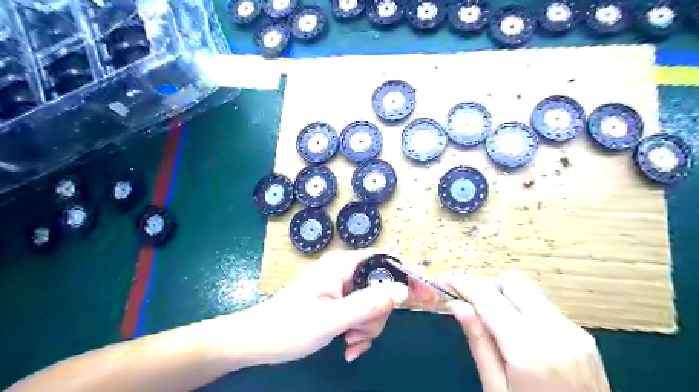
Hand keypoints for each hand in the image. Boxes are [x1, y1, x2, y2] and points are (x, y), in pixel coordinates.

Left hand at [234, 250, 409, 364]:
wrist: (255, 341)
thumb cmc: (288, 328)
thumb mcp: (332, 319)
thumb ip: (368, 304)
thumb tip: (403, 291)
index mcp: (342, 265)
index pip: (385, 261)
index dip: (407, 277)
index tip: (424, 298)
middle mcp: (344, 271)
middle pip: (381, 286)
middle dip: (377, 315)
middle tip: (359, 334)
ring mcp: (340, 286)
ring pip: (372, 303)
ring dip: (367, 327)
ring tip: (349, 343)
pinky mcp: (337, 300)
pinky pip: (360, 312)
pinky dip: (359, 330)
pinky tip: (348, 347)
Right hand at [448, 270, 612, 391]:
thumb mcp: (496, 388)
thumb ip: (479, 342)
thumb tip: (457, 305)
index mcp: (529, 350)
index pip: (489, 298)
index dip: (465, 285)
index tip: (448, 282)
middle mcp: (555, 332)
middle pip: (512, 282)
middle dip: (487, 286)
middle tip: (471, 303)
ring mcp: (573, 331)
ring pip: (528, 289)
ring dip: (504, 295)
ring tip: (492, 317)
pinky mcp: (582, 335)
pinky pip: (543, 305)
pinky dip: (523, 307)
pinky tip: (516, 329)